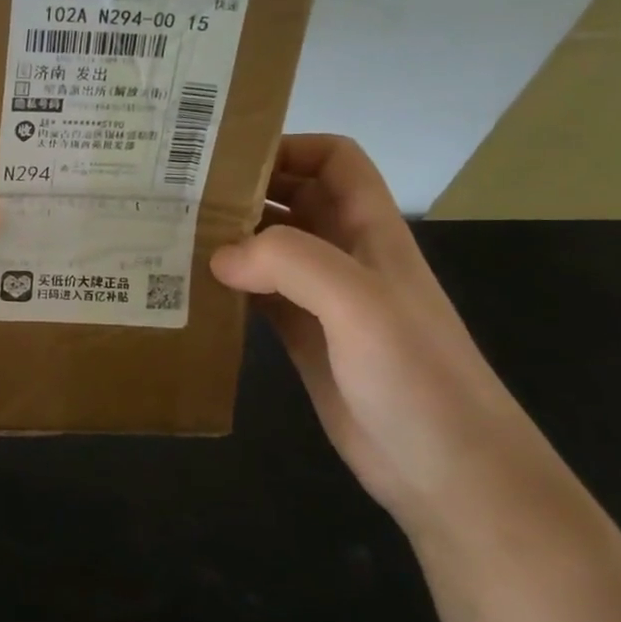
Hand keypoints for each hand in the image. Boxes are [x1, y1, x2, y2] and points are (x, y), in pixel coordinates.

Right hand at [209, 135, 554, 533]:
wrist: (450, 475)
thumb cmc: (418, 378)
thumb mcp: (361, 304)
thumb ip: (291, 263)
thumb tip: (219, 255)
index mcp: (369, 230)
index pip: (334, 160)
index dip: (288, 147)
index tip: (225, 157)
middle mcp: (344, 255)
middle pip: (292, 197)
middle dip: (242, 188)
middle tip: (177, 192)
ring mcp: (322, 300)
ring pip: (268, 247)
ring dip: (227, 237)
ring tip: (170, 234)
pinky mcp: (302, 338)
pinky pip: (256, 294)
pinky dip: (225, 285)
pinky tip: (190, 289)